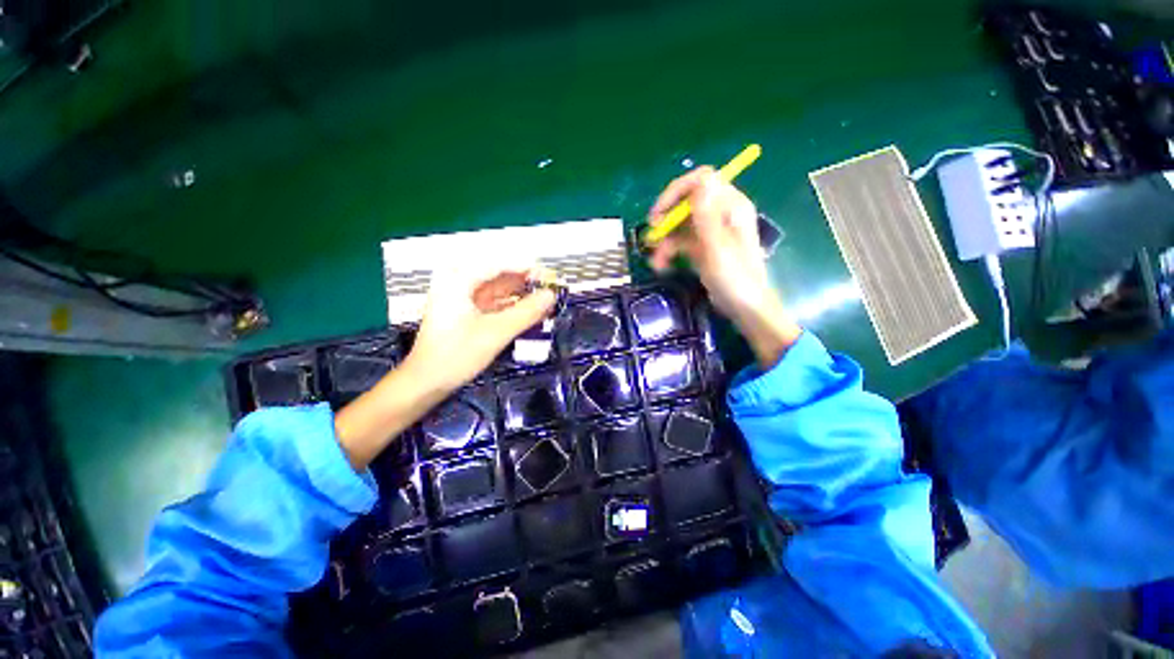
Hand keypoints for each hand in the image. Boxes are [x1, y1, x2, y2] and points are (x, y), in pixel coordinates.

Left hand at [403, 263, 556, 393]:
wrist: (427, 382)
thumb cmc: (456, 355)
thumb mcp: (496, 332)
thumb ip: (526, 312)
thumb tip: (551, 296)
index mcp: (458, 280)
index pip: (499, 264)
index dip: (527, 268)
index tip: (550, 276)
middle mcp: (458, 283)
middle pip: (499, 275)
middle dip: (526, 283)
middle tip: (551, 290)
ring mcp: (461, 298)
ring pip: (498, 290)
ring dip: (520, 296)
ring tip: (545, 301)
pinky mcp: (466, 312)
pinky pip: (494, 303)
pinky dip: (511, 307)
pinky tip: (529, 312)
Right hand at [648, 167, 773, 320]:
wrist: (744, 308)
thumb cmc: (735, 278)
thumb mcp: (717, 248)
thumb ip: (707, 215)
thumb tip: (702, 178)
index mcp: (730, 207)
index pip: (701, 181)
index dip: (677, 191)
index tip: (658, 213)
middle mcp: (720, 213)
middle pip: (686, 201)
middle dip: (667, 218)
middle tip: (652, 234)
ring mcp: (710, 231)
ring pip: (680, 224)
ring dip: (665, 240)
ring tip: (656, 261)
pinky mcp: (703, 247)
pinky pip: (681, 241)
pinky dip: (669, 252)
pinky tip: (661, 266)